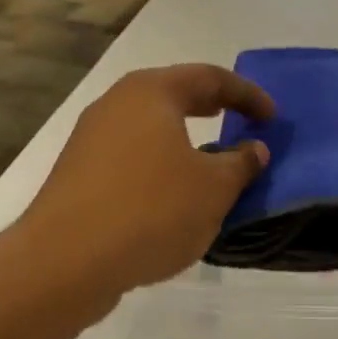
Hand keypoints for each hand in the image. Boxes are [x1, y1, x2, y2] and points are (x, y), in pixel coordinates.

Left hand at [21, 64, 273, 300]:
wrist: (66, 260)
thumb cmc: (150, 210)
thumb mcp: (213, 189)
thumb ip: (241, 164)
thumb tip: (254, 148)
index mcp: (151, 92)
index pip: (209, 77)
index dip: (247, 94)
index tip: (272, 116)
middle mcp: (116, 104)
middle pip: (173, 95)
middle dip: (211, 107)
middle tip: (240, 120)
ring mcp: (91, 138)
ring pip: (149, 127)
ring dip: (183, 139)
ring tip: (209, 160)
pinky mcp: (78, 173)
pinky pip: (130, 156)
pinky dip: (159, 163)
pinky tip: (171, 193)